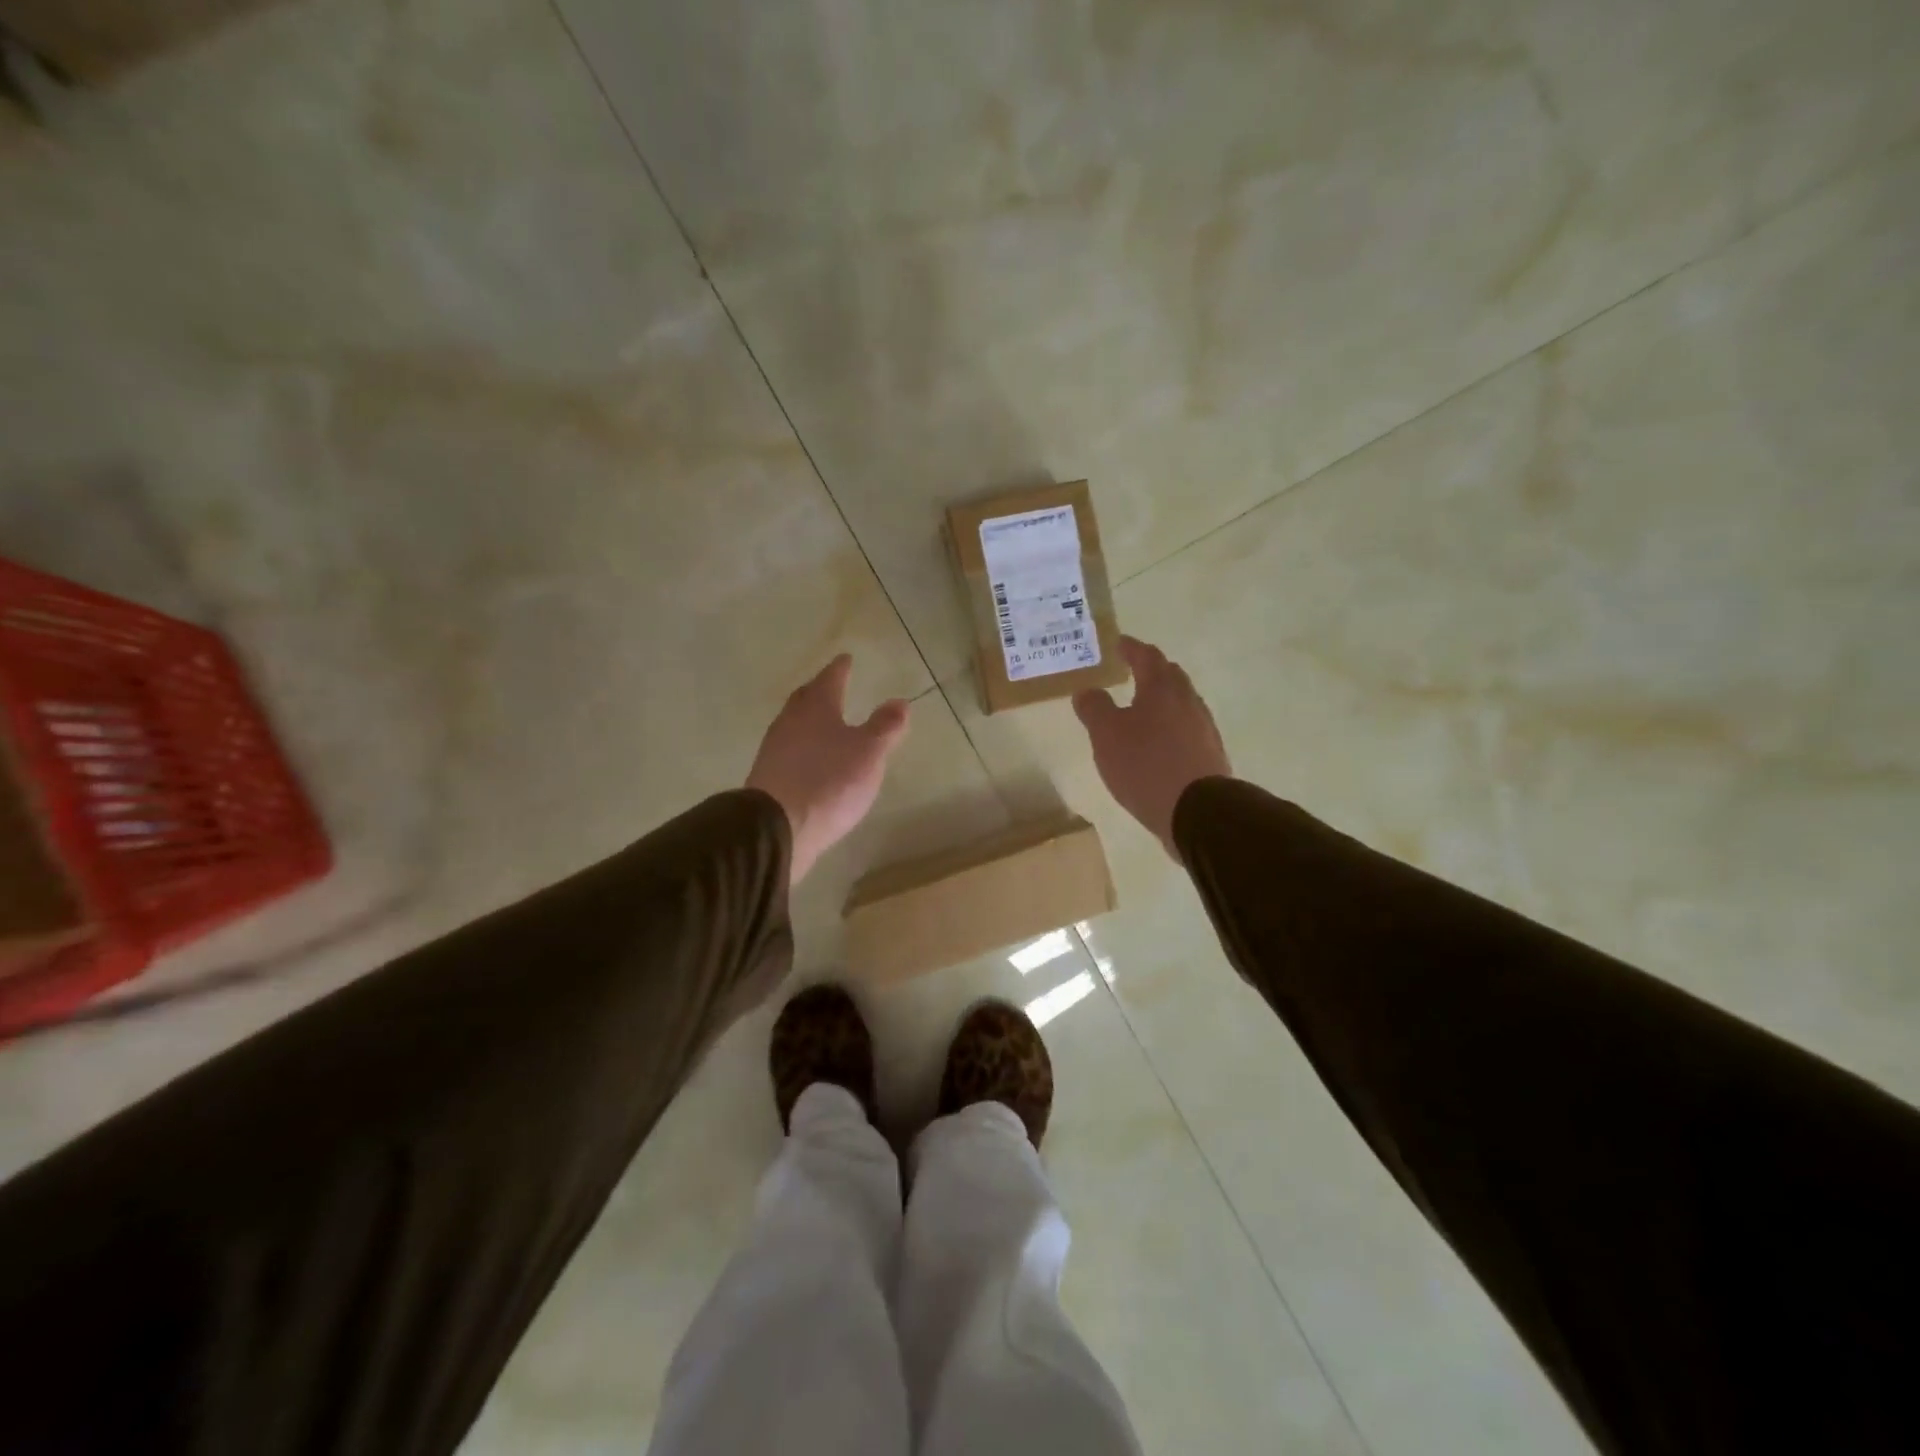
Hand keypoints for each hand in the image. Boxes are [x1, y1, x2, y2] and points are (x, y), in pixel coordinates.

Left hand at [747, 654, 910, 884]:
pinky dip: (802, 746)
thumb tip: (899, 701)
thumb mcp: (869, 753)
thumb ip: (885, 726)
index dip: (840, 668)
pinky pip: (788, 750)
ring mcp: (774, 749)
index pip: (830, 679)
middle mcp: (790, 722)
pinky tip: (811, 759)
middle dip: (820, 690)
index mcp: (816, 708)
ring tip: (825, 722)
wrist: (777, 827)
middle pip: (806, 698)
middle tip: (832, 685)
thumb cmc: (829, 781)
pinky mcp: (768, 777)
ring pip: (794, 724)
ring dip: (809, 719)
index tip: (846, 658)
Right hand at [1073, 636, 1230, 857]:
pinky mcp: (1209, 754)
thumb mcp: (1106, 735)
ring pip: (1181, 703)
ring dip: (1162, 701)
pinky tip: (1159, 743)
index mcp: (1162, 689)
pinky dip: (1170, 727)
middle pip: (1170, 676)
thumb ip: (1094, 708)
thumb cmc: (1146, 765)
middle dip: (1151, 670)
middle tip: (1132, 671)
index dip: (1131, 648)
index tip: (1118, 643)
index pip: (1147, 656)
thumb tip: (1087, 690)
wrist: (1197, 811)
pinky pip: (1187, 729)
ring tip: (1142, 709)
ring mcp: (1203, 728)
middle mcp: (1188, 701)